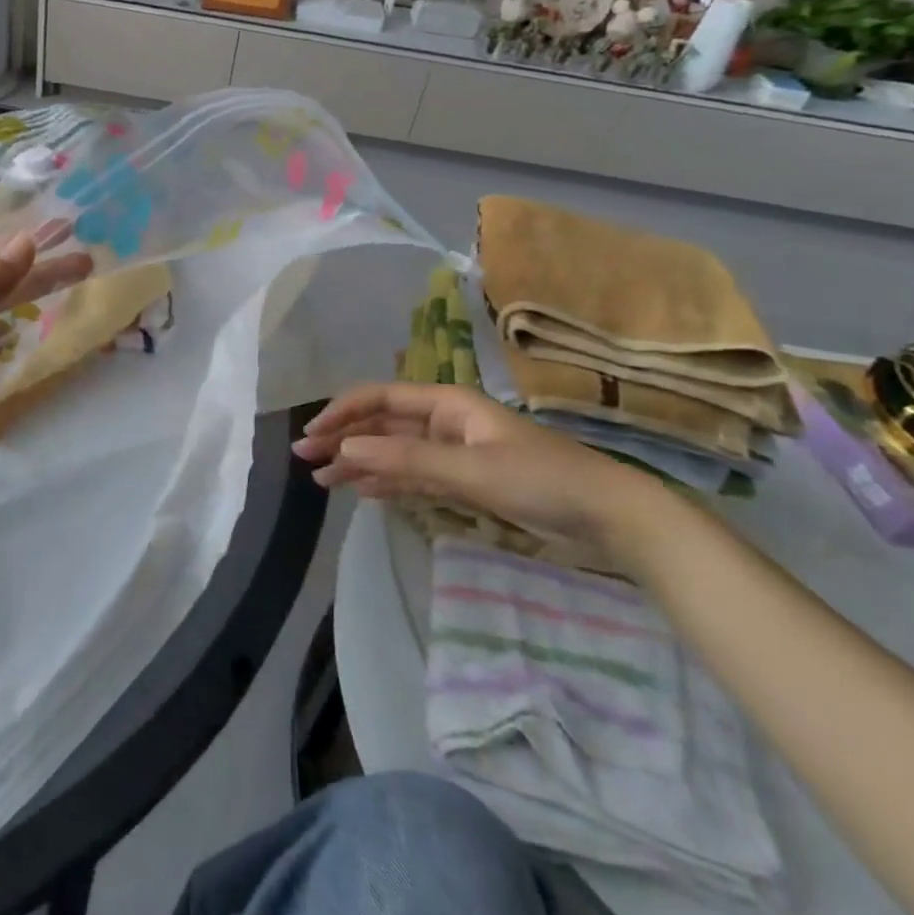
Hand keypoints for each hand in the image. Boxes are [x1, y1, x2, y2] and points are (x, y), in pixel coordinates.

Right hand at [294, 383, 668, 567]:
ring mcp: (455, 451)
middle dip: (345, 439)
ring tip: (323, 480)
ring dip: (361, 463)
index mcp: (447, 403)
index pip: (382, 399)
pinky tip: (363, 491)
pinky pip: (415, 475)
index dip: (343, 413)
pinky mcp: (466, 480)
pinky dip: (388, 482)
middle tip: (306, 459)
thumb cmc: (541, 480)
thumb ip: (407, 460)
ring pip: (395, 452)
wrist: (608, 515)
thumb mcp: (471, 469)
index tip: (313, 435)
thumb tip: (346, 449)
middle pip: (384, 425)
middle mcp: (446, 421)